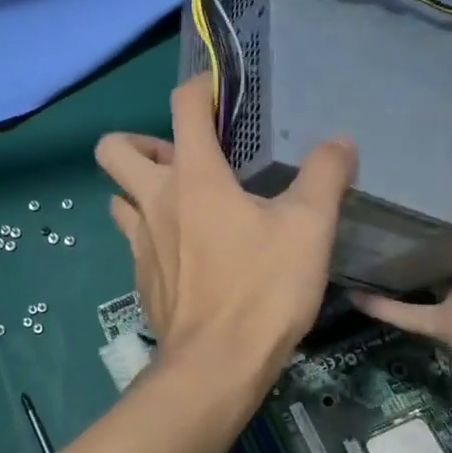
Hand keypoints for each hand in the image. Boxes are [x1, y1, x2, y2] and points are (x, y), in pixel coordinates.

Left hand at [96, 74, 355, 394]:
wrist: (215, 365)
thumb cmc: (262, 290)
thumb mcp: (309, 229)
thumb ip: (324, 176)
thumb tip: (338, 141)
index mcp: (193, 177)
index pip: (183, 107)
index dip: (198, 87)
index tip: (218, 90)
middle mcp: (154, 200)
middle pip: (113, 149)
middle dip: (140, 141)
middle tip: (180, 157)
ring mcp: (139, 240)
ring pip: (117, 196)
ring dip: (140, 189)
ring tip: (180, 201)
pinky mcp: (139, 276)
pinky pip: (132, 238)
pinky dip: (151, 232)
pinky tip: (186, 251)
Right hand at [351, 130, 451, 409]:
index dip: (441, 172)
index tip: (402, 147)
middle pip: (435, 229)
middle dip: (405, 208)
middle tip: (359, 179)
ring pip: (414, 268)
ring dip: (386, 252)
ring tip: (344, 224)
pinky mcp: (446, 326)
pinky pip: (404, 312)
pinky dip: (378, 304)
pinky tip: (346, 286)